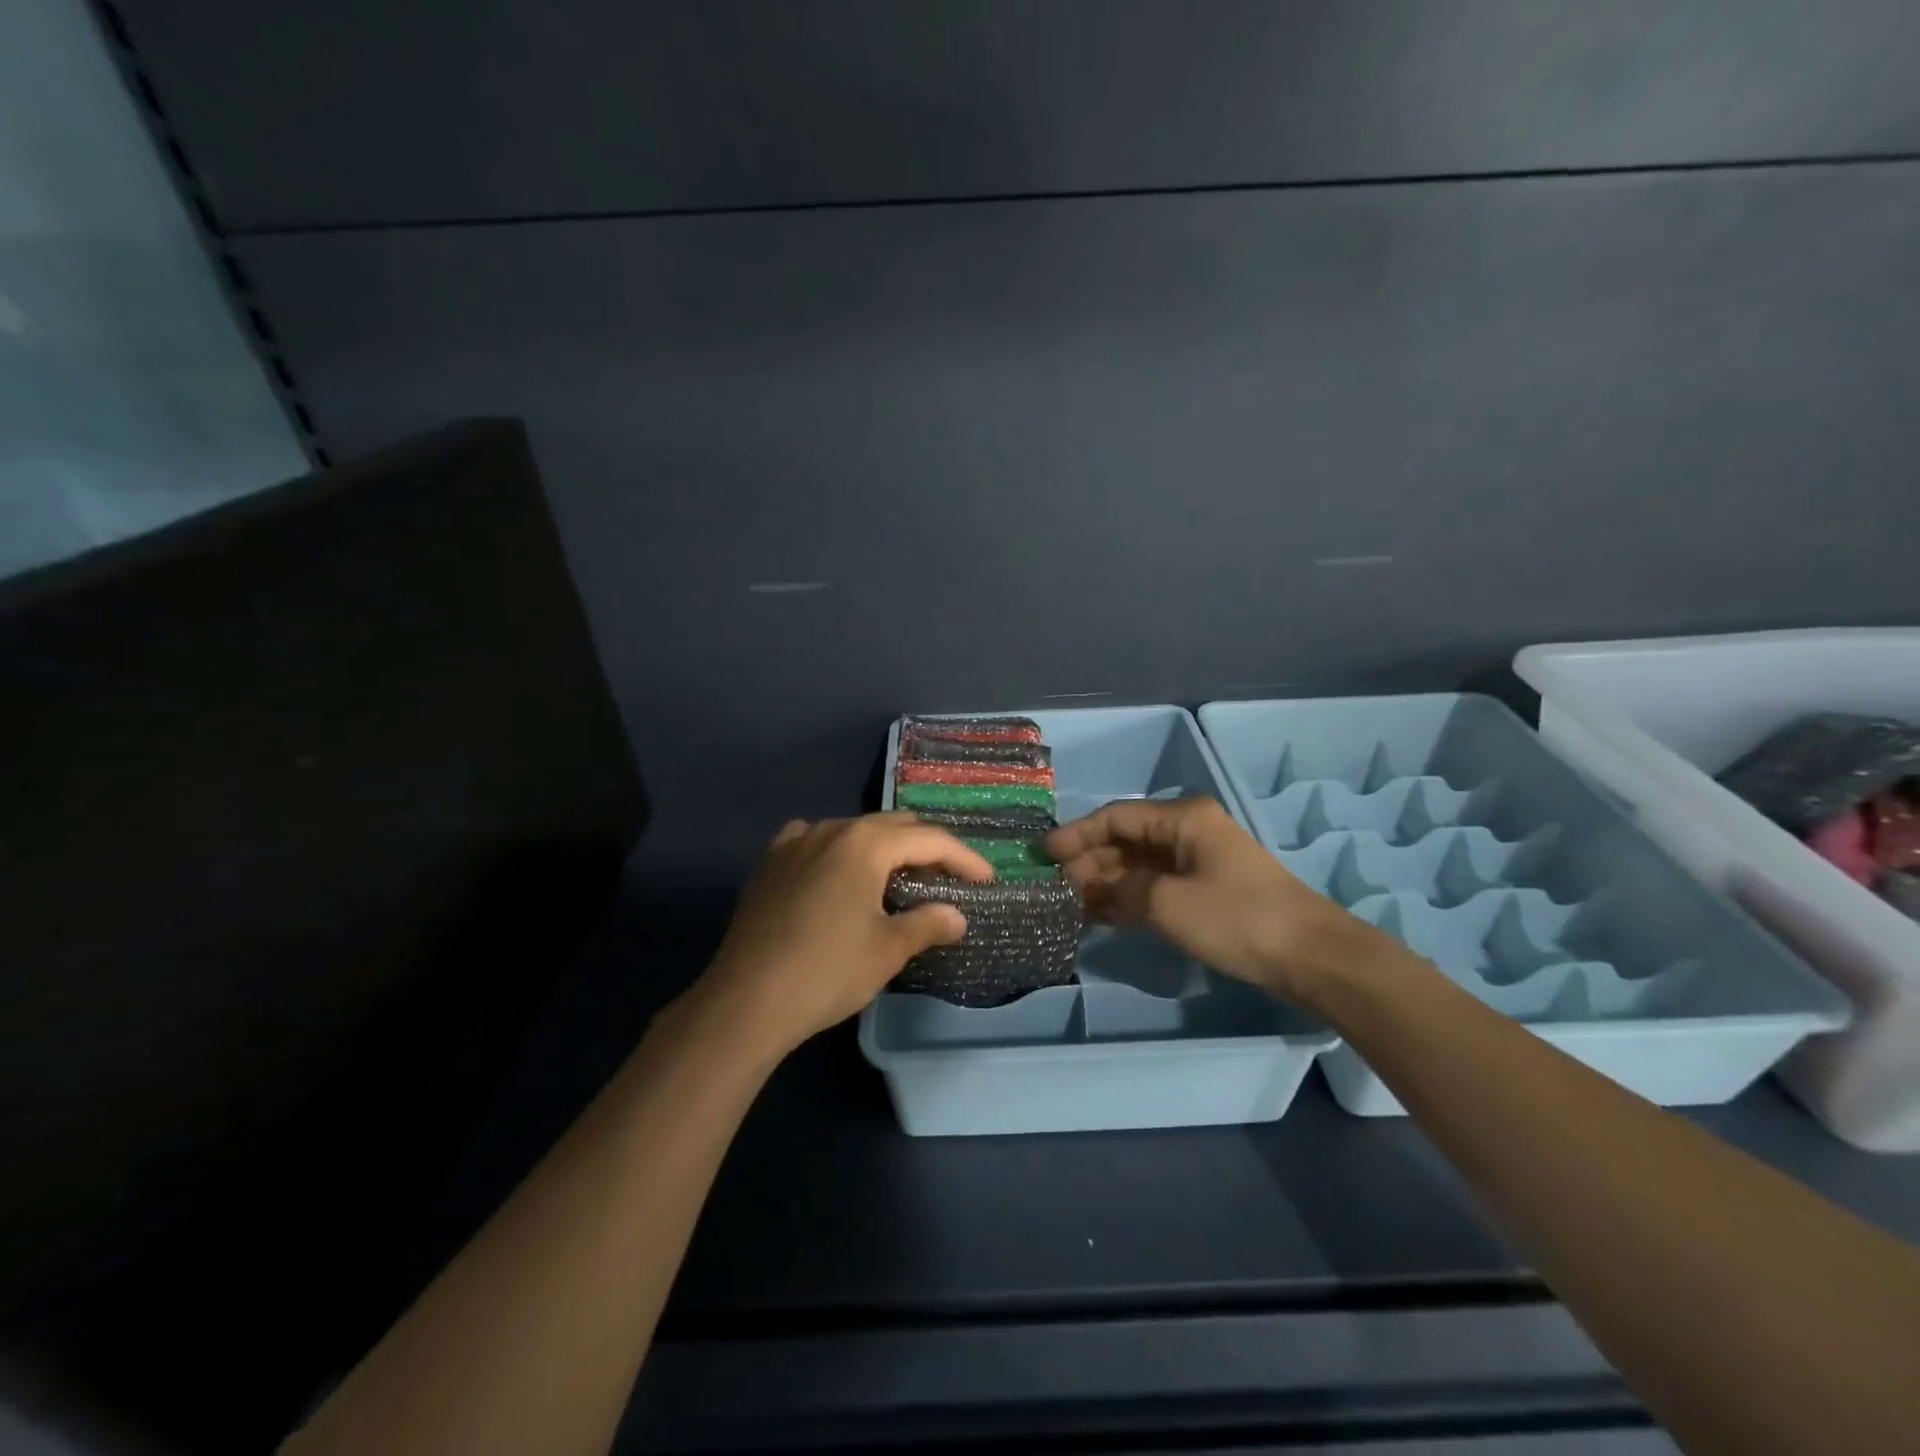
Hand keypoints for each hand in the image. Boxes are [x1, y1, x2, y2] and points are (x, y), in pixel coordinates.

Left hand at [694, 812, 993, 1056]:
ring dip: (884, 849)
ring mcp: (795, 842)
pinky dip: (840, 851)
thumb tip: (956, 916)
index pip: (929, 839)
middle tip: (949, 879)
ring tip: (900, 877)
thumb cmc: (827, 972)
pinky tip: (840, 871)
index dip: (963, 858)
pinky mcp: (770, 863)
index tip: (986, 880)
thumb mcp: (887, 950)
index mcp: (865, 843)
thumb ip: (927, 924)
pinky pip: (815, 841)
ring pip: (854, 831)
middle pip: (893, 826)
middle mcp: (831, 830)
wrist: (746, 1000)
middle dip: (926, 849)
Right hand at [1045, 796, 1384, 1005]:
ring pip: (1139, 865)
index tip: (1044, 855)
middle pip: (1126, 840)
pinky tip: (1102, 915)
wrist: (1311, 956)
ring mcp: (1199, 862)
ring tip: (1071, 904)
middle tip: (1054, 887)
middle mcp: (1188, 832)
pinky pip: (1156, 886)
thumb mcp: (1168, 903)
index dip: (1077, 834)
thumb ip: (1122, 891)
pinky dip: (1129, 898)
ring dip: (1106, 882)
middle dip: (1089, 861)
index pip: (1116, 817)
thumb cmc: (1237, 918)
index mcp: (1183, 819)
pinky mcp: (1207, 890)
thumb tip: (1094, 889)